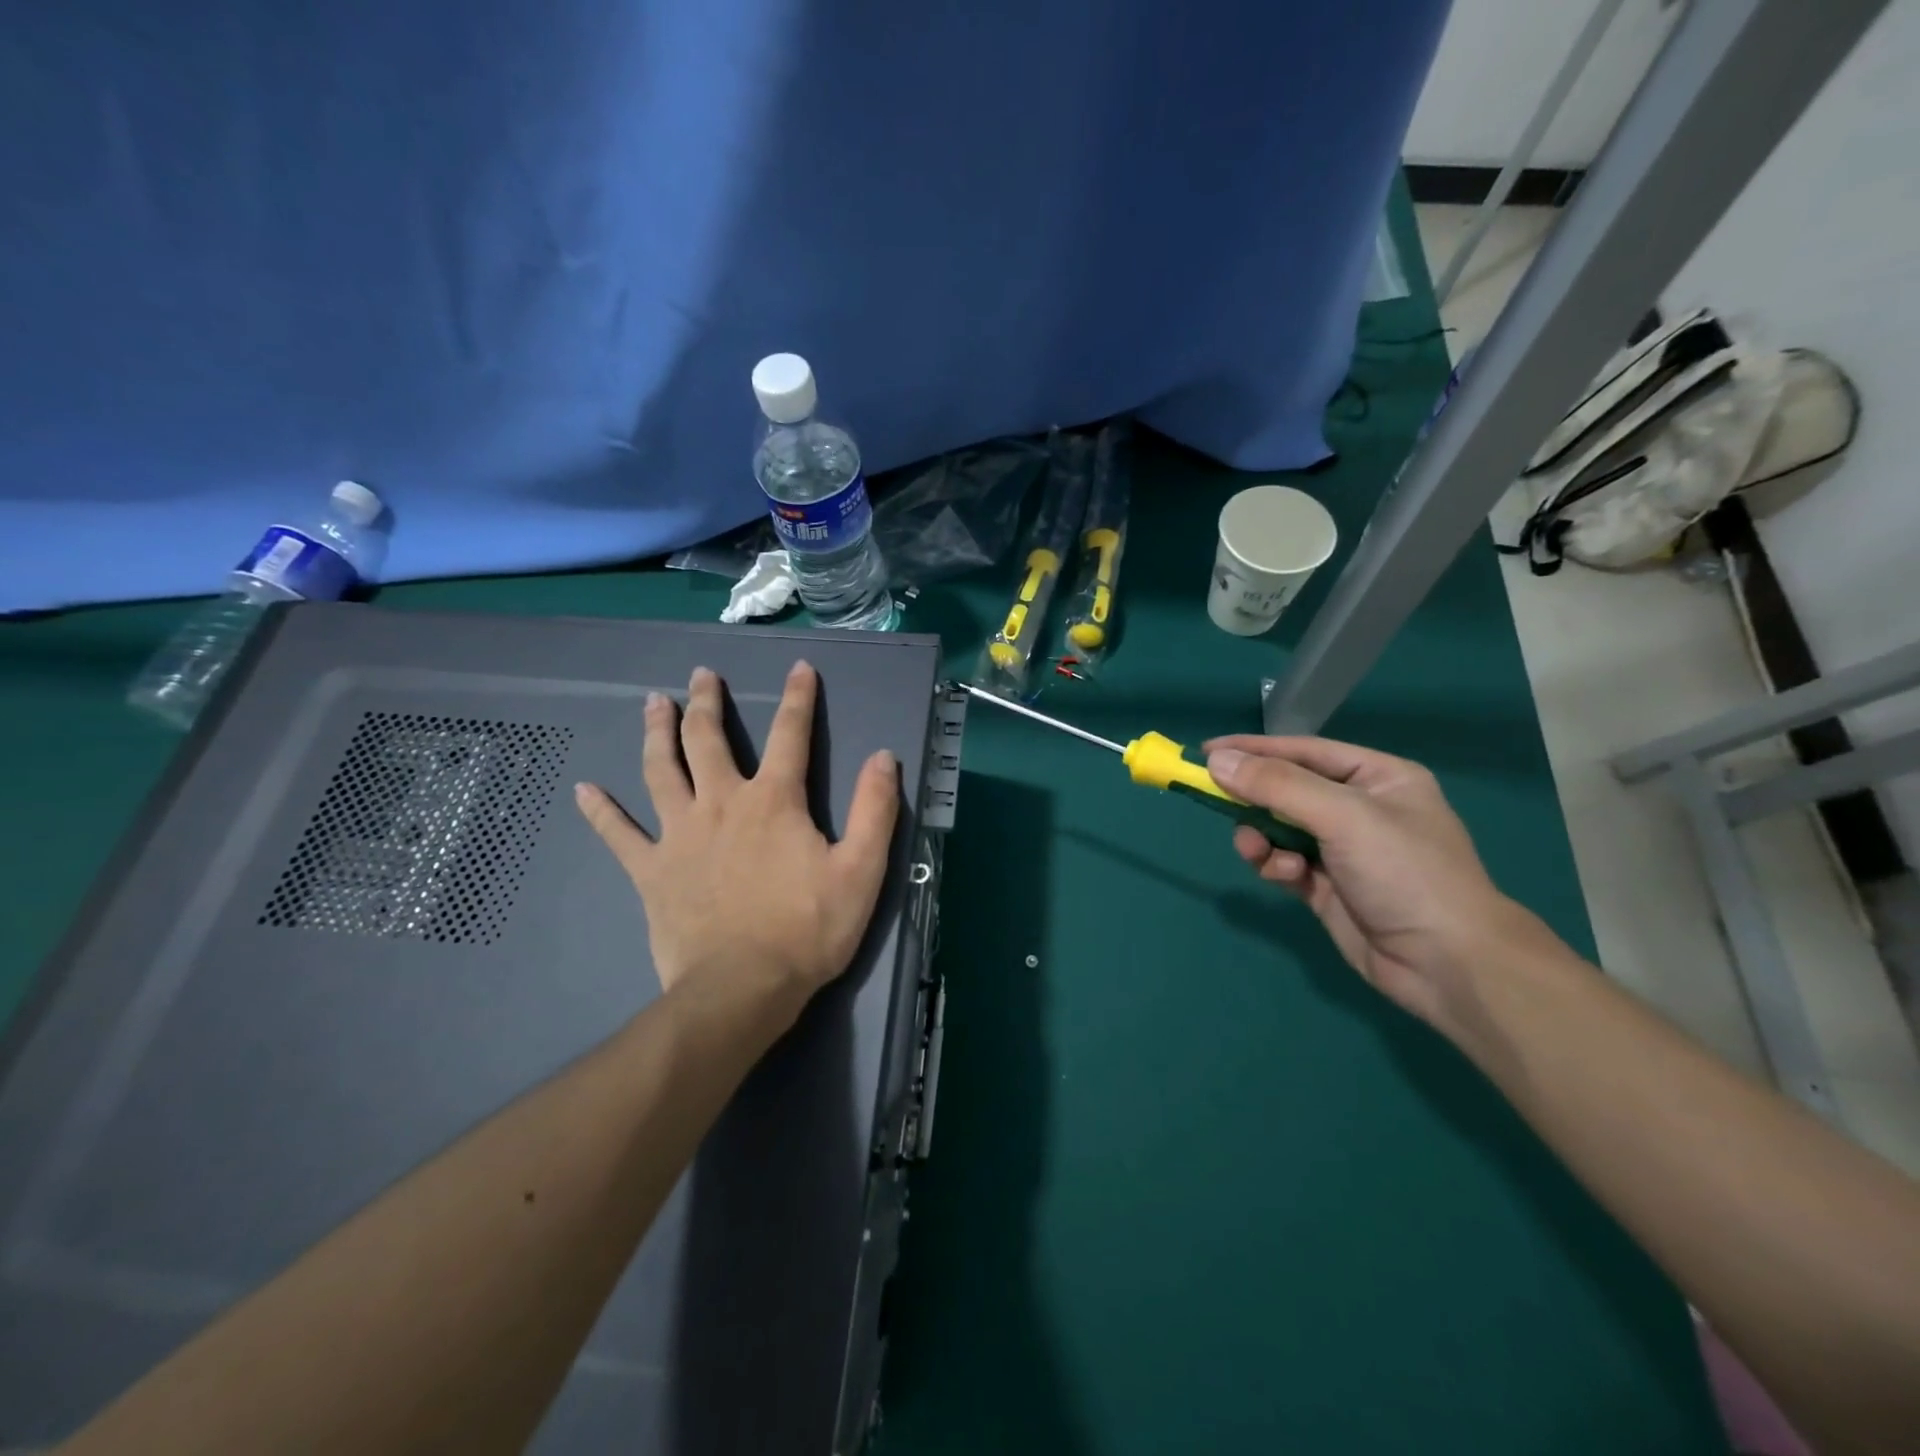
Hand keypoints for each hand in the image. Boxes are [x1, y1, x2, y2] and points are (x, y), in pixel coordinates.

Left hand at [575, 661, 899, 1031]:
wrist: (742, 989)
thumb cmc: (807, 930)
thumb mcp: (861, 871)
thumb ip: (874, 810)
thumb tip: (882, 757)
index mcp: (773, 801)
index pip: (790, 735)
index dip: (798, 698)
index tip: (799, 668)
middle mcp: (722, 803)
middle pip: (708, 740)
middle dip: (707, 702)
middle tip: (701, 675)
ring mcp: (679, 835)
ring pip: (661, 770)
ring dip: (657, 732)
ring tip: (653, 703)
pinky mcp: (651, 870)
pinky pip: (619, 834)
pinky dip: (602, 811)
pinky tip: (584, 790)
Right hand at [1205, 735, 1551, 1038]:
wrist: (1447, 964)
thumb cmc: (1404, 872)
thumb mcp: (1342, 816)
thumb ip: (1277, 785)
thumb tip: (1217, 762)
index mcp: (1377, 778)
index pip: (1304, 752)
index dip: (1255, 749)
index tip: (1206, 752)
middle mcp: (1360, 809)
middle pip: (1287, 790)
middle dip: (1253, 799)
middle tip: (1214, 800)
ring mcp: (1343, 851)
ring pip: (1279, 830)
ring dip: (1261, 837)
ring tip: (1255, 850)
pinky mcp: (1327, 888)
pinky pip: (1285, 864)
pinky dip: (1276, 866)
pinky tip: (1285, 876)